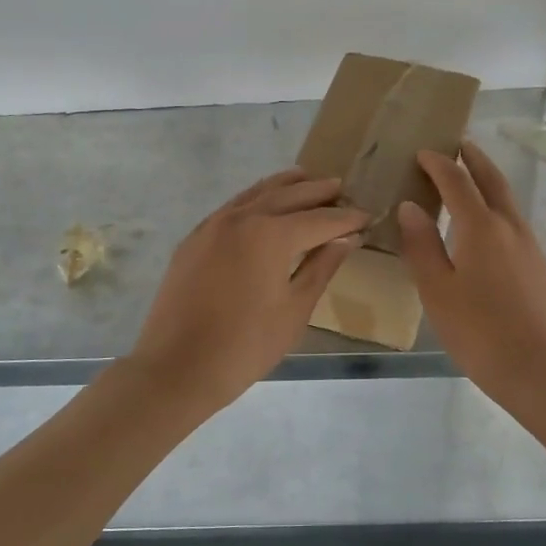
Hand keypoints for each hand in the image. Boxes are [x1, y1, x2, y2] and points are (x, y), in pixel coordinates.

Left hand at [128, 169, 366, 412]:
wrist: (177, 367)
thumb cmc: (246, 345)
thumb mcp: (295, 309)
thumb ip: (321, 267)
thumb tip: (346, 238)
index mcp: (271, 234)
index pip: (320, 219)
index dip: (347, 218)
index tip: (368, 216)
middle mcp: (242, 217)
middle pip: (289, 195)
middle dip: (319, 192)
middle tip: (342, 189)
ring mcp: (213, 225)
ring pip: (257, 193)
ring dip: (286, 185)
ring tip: (307, 179)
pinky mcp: (195, 238)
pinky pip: (233, 206)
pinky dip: (256, 198)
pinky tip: (264, 204)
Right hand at [397, 140, 545, 402]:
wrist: (538, 369)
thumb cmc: (478, 331)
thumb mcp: (437, 290)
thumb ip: (422, 245)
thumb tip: (410, 206)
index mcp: (481, 227)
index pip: (457, 182)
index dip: (438, 164)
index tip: (422, 152)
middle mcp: (510, 227)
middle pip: (492, 180)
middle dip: (474, 159)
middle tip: (458, 145)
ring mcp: (530, 246)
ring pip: (507, 200)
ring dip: (488, 181)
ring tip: (470, 178)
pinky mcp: (539, 266)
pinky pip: (514, 221)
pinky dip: (496, 207)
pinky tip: (486, 226)